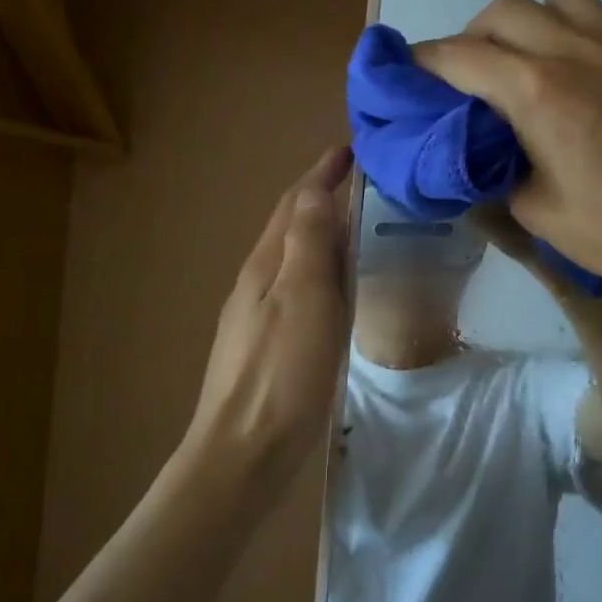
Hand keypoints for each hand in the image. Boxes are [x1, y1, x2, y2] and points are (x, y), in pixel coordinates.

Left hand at [184, 146, 353, 503]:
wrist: (243, 452)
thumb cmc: (282, 374)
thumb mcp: (303, 299)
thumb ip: (308, 243)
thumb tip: (314, 190)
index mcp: (266, 266)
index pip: (294, 204)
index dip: (320, 174)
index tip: (350, 149)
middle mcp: (257, 283)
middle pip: (289, 227)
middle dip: (319, 197)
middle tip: (359, 181)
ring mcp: (258, 316)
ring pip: (292, 259)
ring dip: (319, 233)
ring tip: (354, 225)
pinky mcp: (268, 345)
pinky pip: (297, 289)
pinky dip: (319, 271)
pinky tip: (335, 288)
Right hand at [414, 0, 601, 308]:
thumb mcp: (535, 212)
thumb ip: (498, 168)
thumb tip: (486, 149)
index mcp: (537, 92)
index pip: (460, 56)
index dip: (425, 61)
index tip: (411, 73)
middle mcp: (576, 49)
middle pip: (503, 10)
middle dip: (474, 37)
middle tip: (475, 76)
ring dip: (534, 23)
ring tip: (537, 63)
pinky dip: (583, 33)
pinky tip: (595, 75)